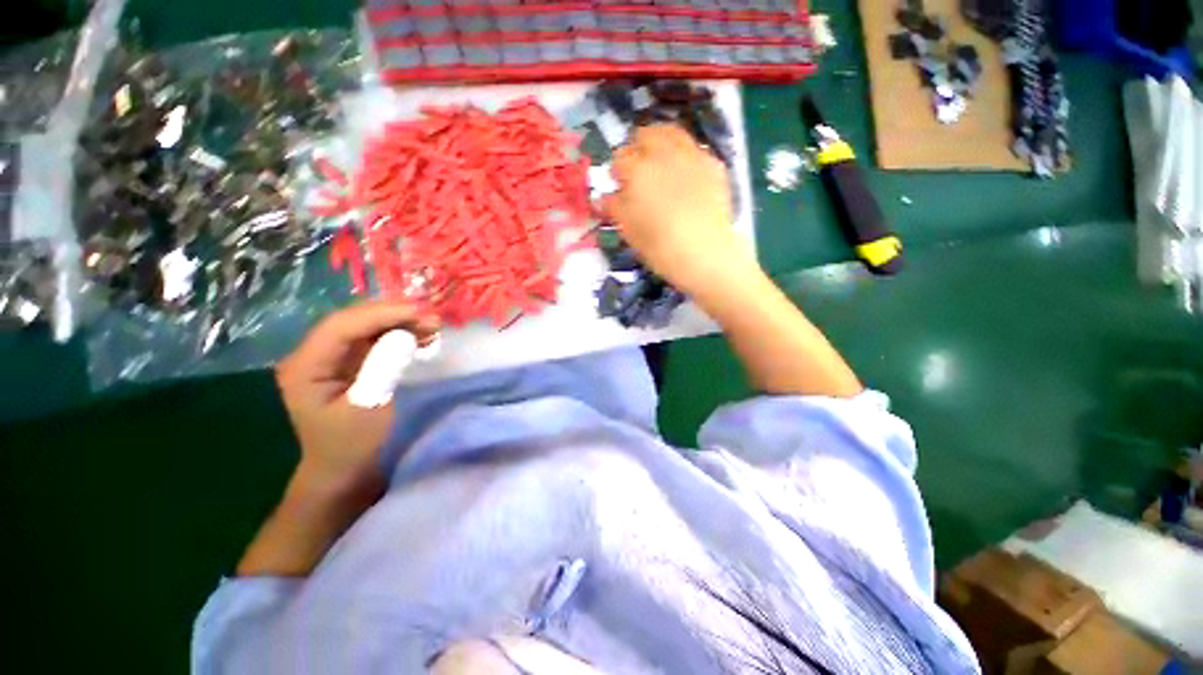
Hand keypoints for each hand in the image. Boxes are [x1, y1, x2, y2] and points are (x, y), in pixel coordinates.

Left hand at [275, 300, 438, 495]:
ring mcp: (333, 357)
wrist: (344, 470)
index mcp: (305, 367)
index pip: (341, 326)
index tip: (420, 312)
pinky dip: (401, 334)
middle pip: (354, 320)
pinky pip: (376, 338)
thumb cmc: (352, 445)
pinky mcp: (351, 362)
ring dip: (401, 322)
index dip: (381, 314)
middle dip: (394, 314)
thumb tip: (405, 335)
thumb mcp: (369, 408)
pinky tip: (423, 337)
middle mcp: (315, 354)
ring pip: (367, 326)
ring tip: (433, 325)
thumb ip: (383, 368)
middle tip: (433, 317)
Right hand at [603, 124, 752, 294]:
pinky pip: (694, 149)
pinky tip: (687, 176)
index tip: (620, 184)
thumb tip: (608, 195)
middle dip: (638, 148)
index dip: (618, 172)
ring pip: (672, 132)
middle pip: (645, 134)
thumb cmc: (660, 247)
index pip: (620, 158)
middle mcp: (663, 154)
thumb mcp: (629, 231)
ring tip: (662, 164)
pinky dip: (685, 156)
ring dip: (661, 143)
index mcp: (637, 171)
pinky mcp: (713, 164)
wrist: (705, 253)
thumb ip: (616, 207)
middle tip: (640, 170)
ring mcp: (691, 155)